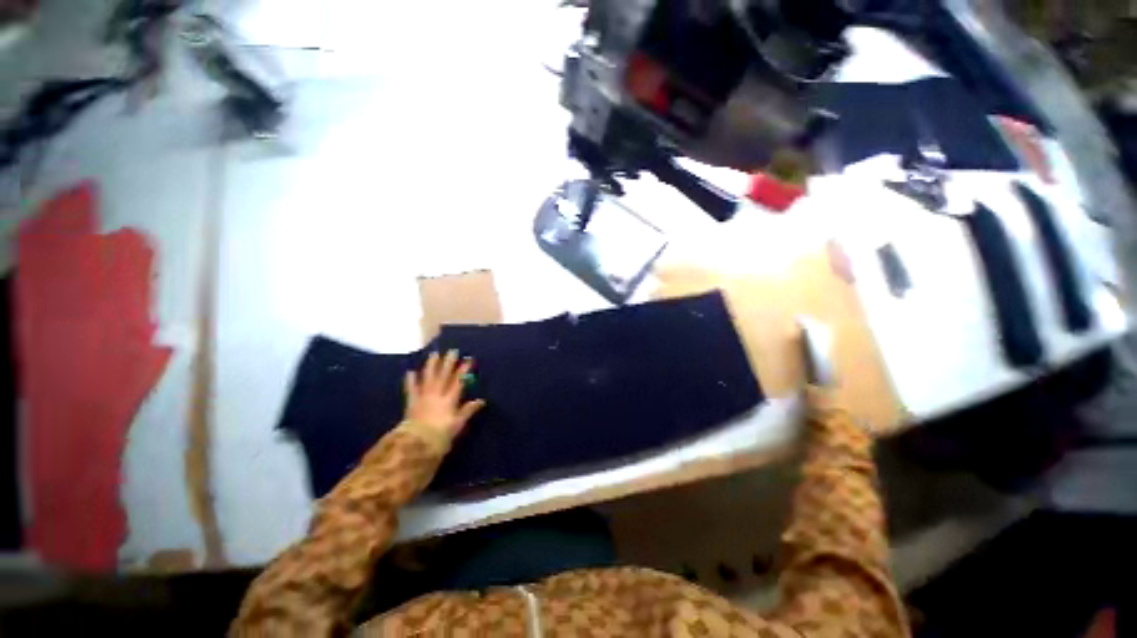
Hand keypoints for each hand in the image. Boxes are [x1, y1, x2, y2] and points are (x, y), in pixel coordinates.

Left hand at [404, 350, 485, 440]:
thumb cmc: (441, 435)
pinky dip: (410, 381)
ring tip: (434, 354)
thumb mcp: (458, 424)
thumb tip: (481, 401)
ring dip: (431, 365)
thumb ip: (468, 411)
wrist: (417, 444)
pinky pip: (411, 389)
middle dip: (449, 363)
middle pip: (443, 376)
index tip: (468, 359)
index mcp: (449, 400)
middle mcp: (437, 394)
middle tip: (452, 351)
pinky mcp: (412, 402)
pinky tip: (410, 372)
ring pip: (428, 378)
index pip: (458, 381)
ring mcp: (423, 397)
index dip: (463, 370)